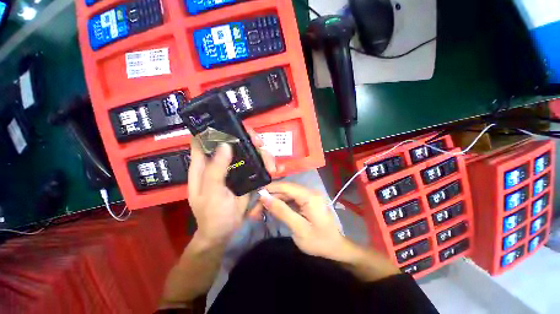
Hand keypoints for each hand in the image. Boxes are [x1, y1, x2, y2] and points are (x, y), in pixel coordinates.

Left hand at [188, 129, 281, 245]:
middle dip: (247, 138)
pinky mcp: (246, 175)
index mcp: (204, 163)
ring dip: (261, 153)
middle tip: (259, 143)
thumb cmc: (212, 214)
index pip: (205, 138)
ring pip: (249, 151)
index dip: (215, 128)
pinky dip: (266, 164)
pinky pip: (257, 164)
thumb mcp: (211, 192)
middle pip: (233, 141)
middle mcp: (220, 161)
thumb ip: (216, 169)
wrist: (224, 231)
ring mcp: (235, 167)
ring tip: (271, 166)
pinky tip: (274, 170)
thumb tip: (225, 145)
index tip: (231, 124)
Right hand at [258, 182, 349, 260]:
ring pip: (286, 194)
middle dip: (269, 198)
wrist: (336, 248)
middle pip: (284, 190)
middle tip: (254, 211)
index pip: (286, 186)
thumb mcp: (299, 229)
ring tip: (259, 212)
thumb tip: (264, 197)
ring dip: (273, 201)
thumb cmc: (319, 241)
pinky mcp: (306, 201)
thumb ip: (282, 211)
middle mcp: (309, 192)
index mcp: (310, 196)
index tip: (255, 196)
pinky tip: (271, 210)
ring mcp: (308, 196)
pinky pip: (290, 199)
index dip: (270, 189)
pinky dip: (280, 204)